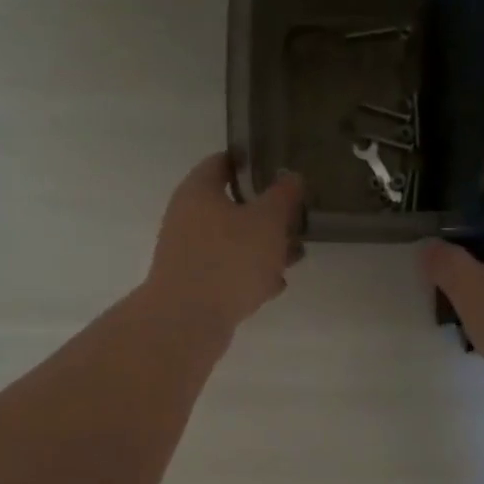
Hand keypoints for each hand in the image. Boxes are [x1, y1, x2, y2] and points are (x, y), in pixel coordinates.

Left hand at [146, 152, 305, 338]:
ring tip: (295, 256)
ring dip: (263, 248)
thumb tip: (291, 177)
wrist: (188, 321)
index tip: (280, 168)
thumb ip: (283, 196)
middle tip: (296, 219)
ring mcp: (188, 254)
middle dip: (266, 214)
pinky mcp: (194, 285)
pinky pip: (227, 272)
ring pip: (232, 242)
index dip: (252, 161)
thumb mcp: (267, 221)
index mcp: (198, 191)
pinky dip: (249, 275)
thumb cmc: (229, 259)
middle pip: (231, 206)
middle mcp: (187, 218)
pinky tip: (274, 286)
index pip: (223, 162)